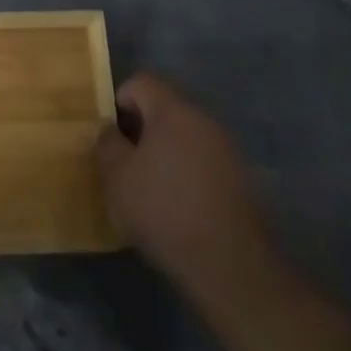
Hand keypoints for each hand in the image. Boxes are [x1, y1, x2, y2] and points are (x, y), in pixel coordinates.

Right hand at [95, 73, 276, 295]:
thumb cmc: (165, 211)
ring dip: (167, 152)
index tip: (113, 137)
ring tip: (153, 188)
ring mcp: (228, 149)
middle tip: (128, 163)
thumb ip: (107, 143)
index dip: (120, 102)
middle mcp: (204, 120)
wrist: (232, 268)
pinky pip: (205, 161)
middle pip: (165, 108)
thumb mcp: (118, 177)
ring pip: (186, 136)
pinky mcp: (243, 180)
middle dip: (143, 129)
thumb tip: (110, 129)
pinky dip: (189, 173)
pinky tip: (181, 207)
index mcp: (173, 110)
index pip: (141, 82)